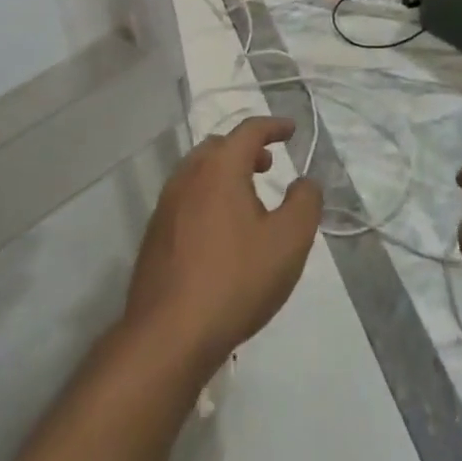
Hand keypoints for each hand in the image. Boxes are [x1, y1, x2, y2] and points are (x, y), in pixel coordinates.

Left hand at [124, 117, 321, 376]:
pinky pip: (186, 197)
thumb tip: (306, 182)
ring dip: (225, 172)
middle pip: (218, 146)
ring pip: (198, 172)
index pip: (248, 131)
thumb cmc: (236, 280)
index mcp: (219, 169)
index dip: (273, 126)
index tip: (291, 130)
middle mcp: (187, 176)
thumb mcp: (288, 242)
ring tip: (248, 197)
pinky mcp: (155, 234)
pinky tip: (221, 229)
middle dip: (246, 149)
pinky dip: (208, 195)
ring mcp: (166, 205)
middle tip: (269, 164)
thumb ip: (304, 203)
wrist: (169, 333)